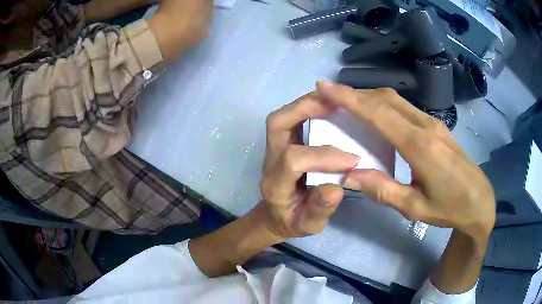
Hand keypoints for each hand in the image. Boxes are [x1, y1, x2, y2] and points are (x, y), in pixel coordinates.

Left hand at [260, 92, 359, 238]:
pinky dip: (308, 109)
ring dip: (307, 104)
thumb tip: (336, 188)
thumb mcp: (308, 225)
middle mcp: (270, 161)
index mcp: (276, 184)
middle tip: (336, 104)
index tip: (352, 160)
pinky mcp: (282, 143)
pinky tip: (329, 108)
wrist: (276, 217)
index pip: (294, 160)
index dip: (324, 156)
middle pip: (277, 124)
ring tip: (334, 100)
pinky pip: (290, 119)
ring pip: (281, 117)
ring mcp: (273, 149)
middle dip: (305, 109)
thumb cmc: (293, 221)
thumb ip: (319, 209)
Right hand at [316, 82, 494, 240]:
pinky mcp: (436, 125)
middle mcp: (425, 126)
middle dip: (355, 93)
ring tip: (347, 103)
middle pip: (386, 99)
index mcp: (419, 146)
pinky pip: (406, 107)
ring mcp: (433, 122)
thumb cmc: (449, 208)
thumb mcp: (414, 208)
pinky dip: (384, 105)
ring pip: (396, 100)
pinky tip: (376, 115)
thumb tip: (349, 175)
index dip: (349, 98)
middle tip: (329, 95)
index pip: (379, 114)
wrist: (479, 200)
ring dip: (369, 97)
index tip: (324, 87)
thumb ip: (382, 191)